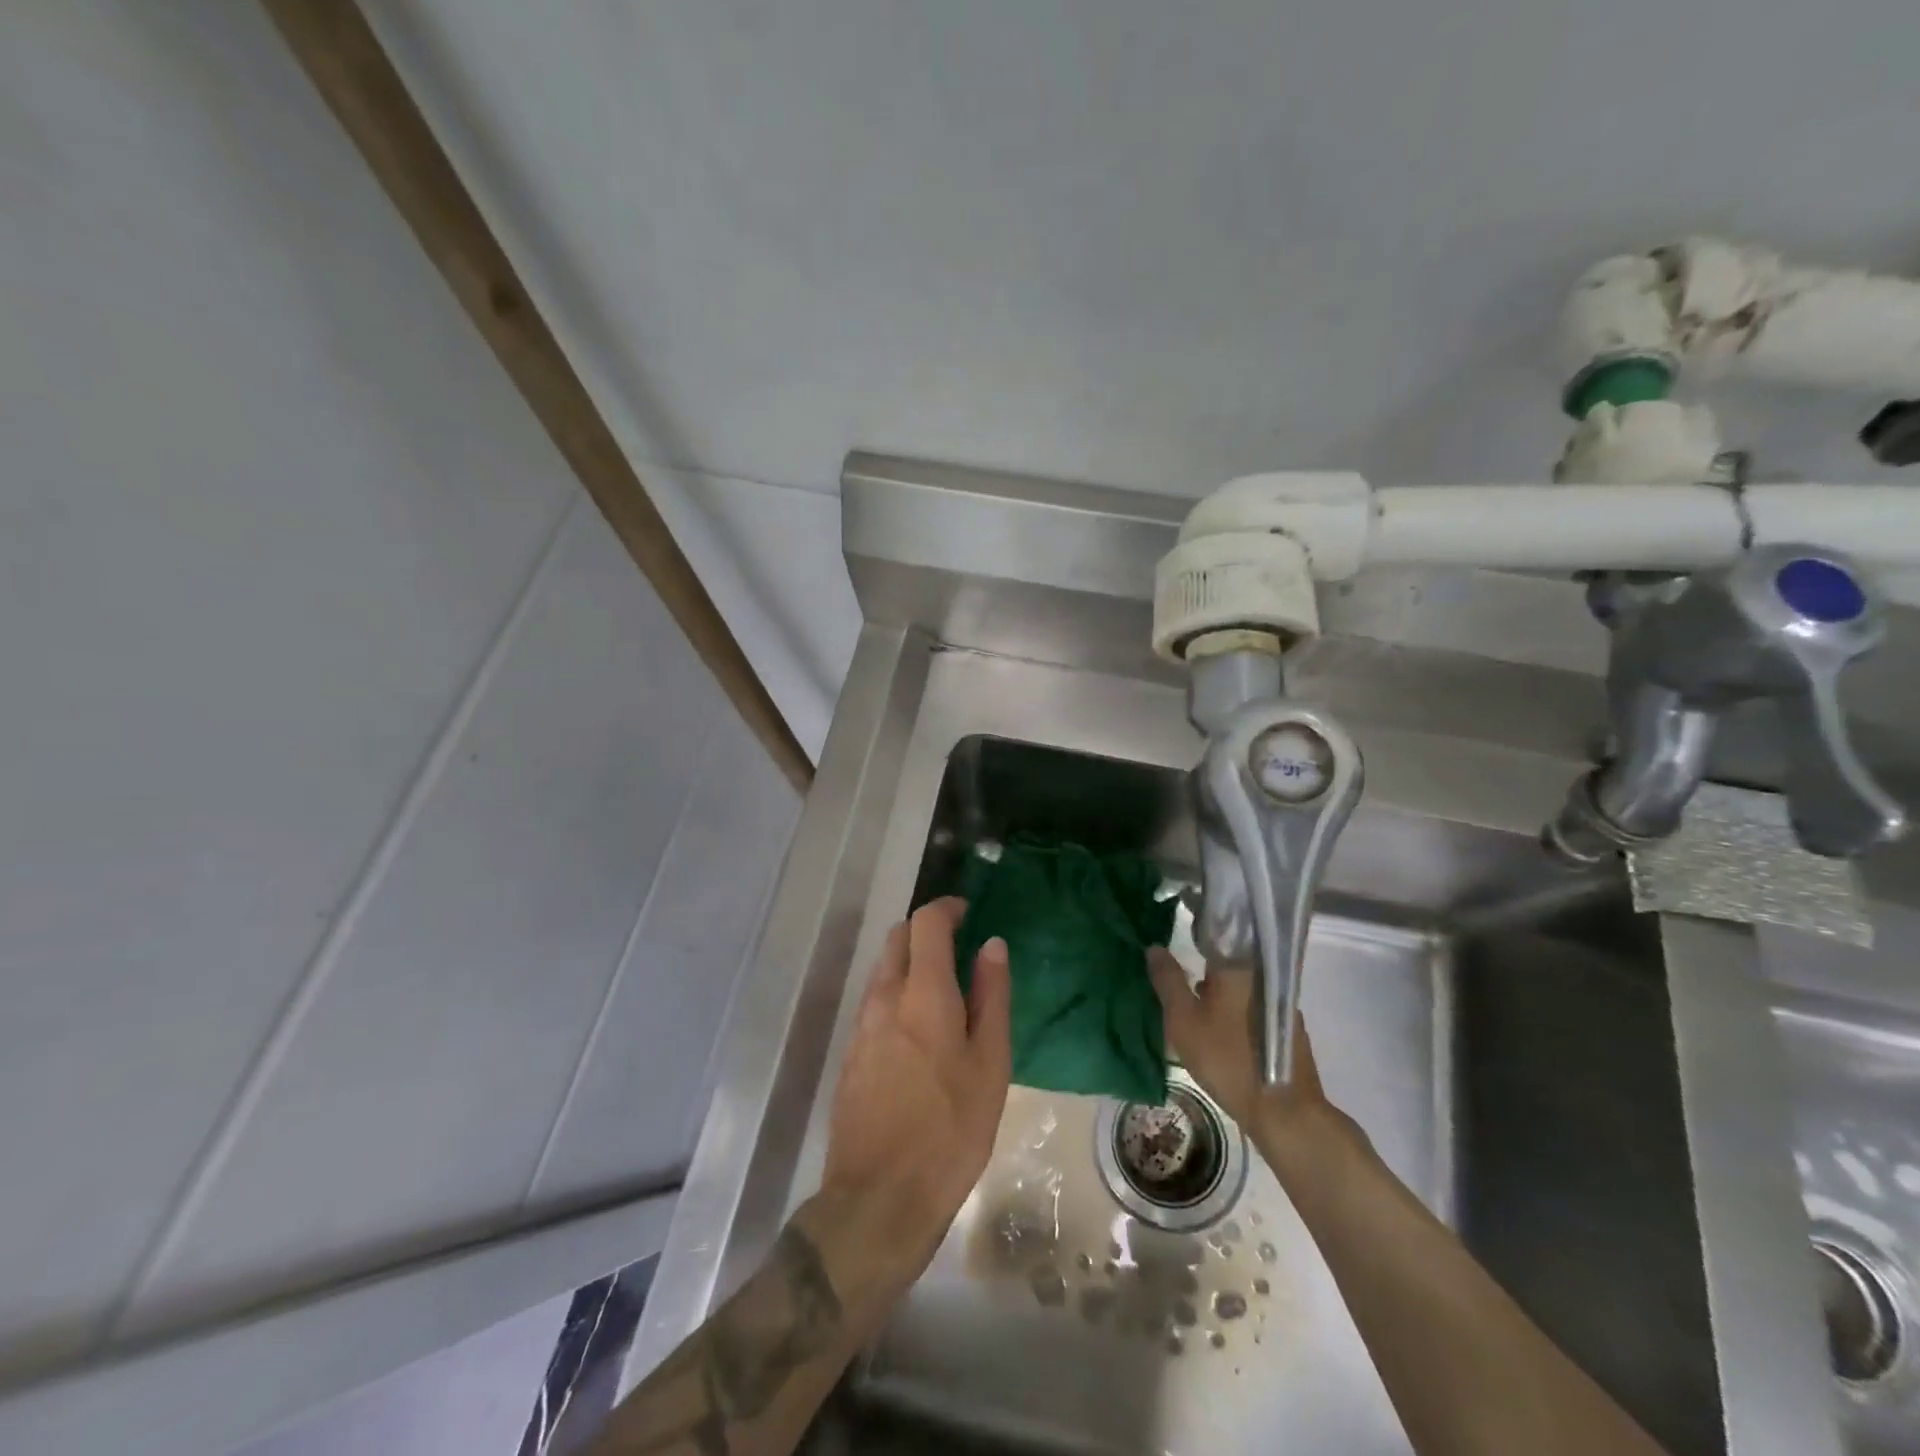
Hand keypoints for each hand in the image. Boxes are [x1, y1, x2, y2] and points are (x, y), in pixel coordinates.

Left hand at [819, 898, 1011, 1290]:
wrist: (879, 1197)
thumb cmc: (950, 1129)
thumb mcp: (990, 1064)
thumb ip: (991, 997)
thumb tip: (992, 945)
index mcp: (922, 993)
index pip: (926, 923)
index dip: (947, 908)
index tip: (968, 913)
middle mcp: (884, 998)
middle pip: (898, 939)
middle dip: (926, 932)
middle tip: (959, 950)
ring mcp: (861, 1026)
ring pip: (883, 971)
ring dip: (910, 964)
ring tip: (945, 993)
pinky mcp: (851, 1054)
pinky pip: (875, 1003)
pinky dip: (897, 995)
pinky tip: (920, 1031)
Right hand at [1148, 949, 1337, 1140]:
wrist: (1283, 1111)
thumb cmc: (1227, 1058)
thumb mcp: (1184, 1020)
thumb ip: (1168, 980)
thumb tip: (1154, 947)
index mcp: (1238, 966)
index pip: (1214, 934)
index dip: (1194, 932)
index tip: (1178, 941)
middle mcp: (1263, 976)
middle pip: (1228, 963)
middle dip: (1206, 969)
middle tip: (1182, 984)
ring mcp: (1279, 1003)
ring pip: (1242, 987)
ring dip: (1221, 993)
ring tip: (1198, 1010)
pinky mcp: (1287, 1028)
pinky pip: (1254, 1007)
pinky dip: (1237, 1011)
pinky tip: (1223, 1032)